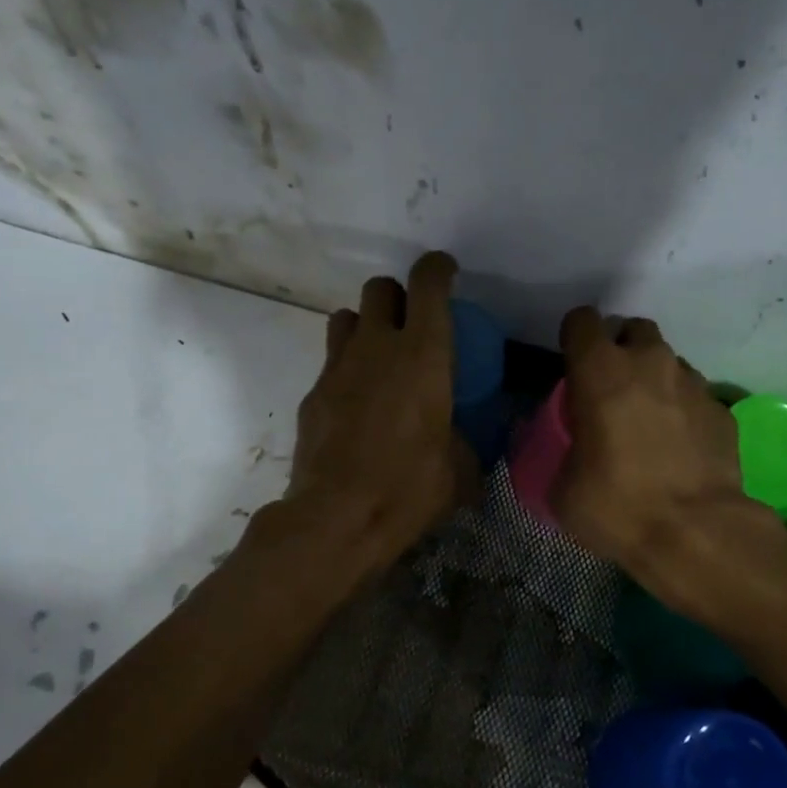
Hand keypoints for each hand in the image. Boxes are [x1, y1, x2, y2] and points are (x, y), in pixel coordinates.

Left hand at [280, 251, 475, 574]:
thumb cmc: (408, 488)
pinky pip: (331, 363)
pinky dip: (347, 370)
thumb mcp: (461, 470)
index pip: (427, 284)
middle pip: (380, 288)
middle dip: (398, 297)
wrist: (337, 518)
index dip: (438, 269)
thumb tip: (473, 443)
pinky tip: (358, 406)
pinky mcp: (312, 394)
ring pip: (346, 317)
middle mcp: (377, 347)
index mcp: (423, 355)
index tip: (447, 273)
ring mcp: (337, 368)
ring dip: (365, 326)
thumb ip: (470, 443)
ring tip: (380, 359)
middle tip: (412, 326)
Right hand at [550, 308, 772, 605]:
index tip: (572, 366)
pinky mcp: (722, 410)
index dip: (575, 339)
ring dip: (655, 381)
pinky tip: (680, 448)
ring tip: (649, 422)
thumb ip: (564, 452)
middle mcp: (649, 363)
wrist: (695, 533)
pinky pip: (696, 397)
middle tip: (612, 391)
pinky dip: (684, 412)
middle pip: (633, 331)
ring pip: (669, 363)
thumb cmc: (616, 505)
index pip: (582, 321)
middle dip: (621, 351)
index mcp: (600, 370)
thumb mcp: (564, 487)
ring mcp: (693, 383)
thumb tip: (574, 451)